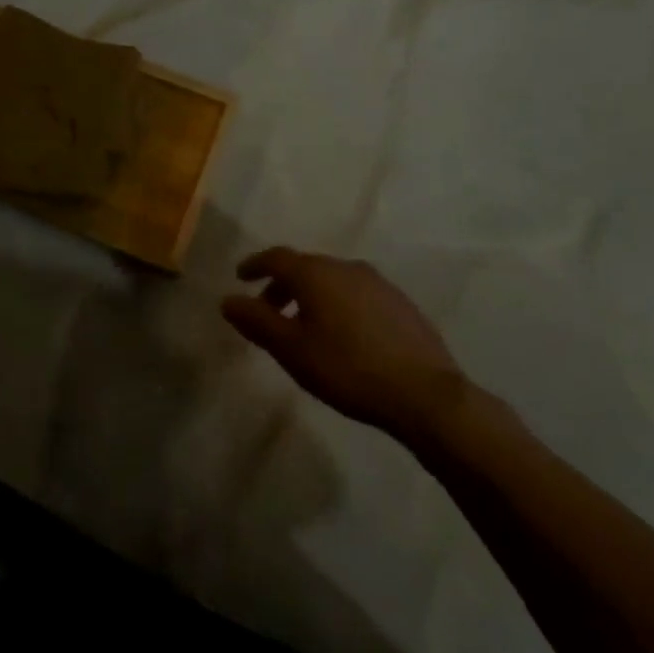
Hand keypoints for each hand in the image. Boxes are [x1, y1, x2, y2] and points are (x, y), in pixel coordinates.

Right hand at [222, 247, 469, 446]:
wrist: (425, 394)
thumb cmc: (348, 369)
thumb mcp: (292, 350)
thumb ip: (257, 321)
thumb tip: (228, 300)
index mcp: (315, 273)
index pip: (276, 257)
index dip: (255, 265)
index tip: (241, 277)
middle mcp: (345, 267)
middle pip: (304, 267)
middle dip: (282, 286)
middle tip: (269, 311)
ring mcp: (377, 283)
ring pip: (333, 280)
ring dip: (312, 296)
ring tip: (306, 326)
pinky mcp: (401, 303)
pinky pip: (357, 294)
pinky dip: (339, 305)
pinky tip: (344, 335)